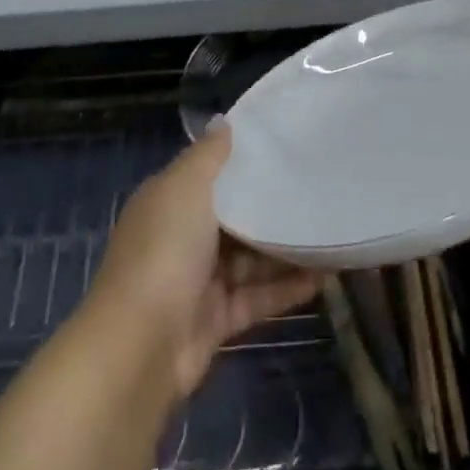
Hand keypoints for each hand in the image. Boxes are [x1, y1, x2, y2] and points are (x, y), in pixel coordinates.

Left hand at [91, 123, 321, 401]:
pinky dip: (287, 288)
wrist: (140, 348)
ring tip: (330, 234)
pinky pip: (257, 297)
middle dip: (270, 207)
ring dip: (286, 250)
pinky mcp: (216, 320)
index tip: (286, 146)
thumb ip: (209, 155)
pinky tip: (324, 277)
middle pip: (233, 217)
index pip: (209, 174)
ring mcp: (198, 282)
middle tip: (318, 190)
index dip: (243, 160)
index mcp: (169, 201)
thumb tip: (223, 121)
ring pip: (250, 259)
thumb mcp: (185, 187)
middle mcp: (181, 237)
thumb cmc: (164, 251)